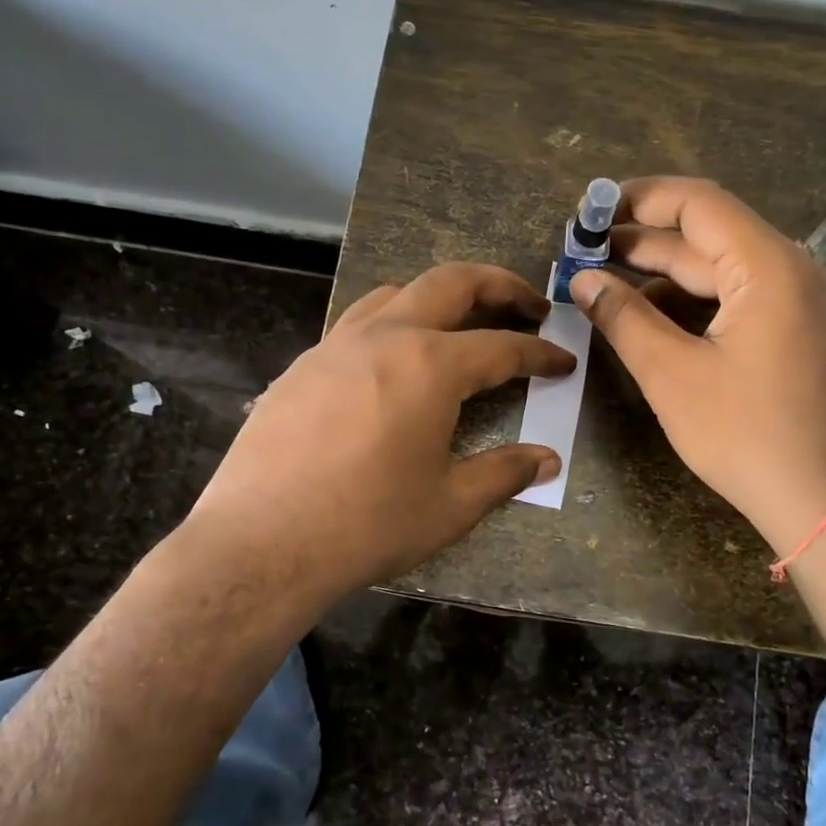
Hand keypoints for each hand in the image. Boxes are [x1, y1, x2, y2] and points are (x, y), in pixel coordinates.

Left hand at [182, 263, 573, 607]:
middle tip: (528, 304)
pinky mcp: (302, 366)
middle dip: (499, 286)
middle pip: (451, 283)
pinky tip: (391, 364)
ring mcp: (336, 346)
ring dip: (438, 297)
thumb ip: (503, 473)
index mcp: (431, 366)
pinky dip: (389, 325)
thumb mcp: (449, 504)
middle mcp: (385, 337)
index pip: (502, 347)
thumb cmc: (368, 524)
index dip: (539, 353)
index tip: (563, 362)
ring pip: (396, 293)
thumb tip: (547, 460)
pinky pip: (355, 325)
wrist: (263, 542)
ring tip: (459, 323)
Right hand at [570, 177, 825, 554]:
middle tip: (586, 252)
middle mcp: (799, 273)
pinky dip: (700, 305)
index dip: (640, 199)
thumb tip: (583, 280)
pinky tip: (659, 322)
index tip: (592, 210)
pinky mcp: (809, 337)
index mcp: (771, 268)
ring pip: (728, 273)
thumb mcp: (672, 375)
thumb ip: (624, 318)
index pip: (700, 204)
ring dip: (670, 277)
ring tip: (611, 289)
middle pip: (713, 238)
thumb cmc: (747, 436)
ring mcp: (810, 306)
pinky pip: (747, 302)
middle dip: (646, 243)